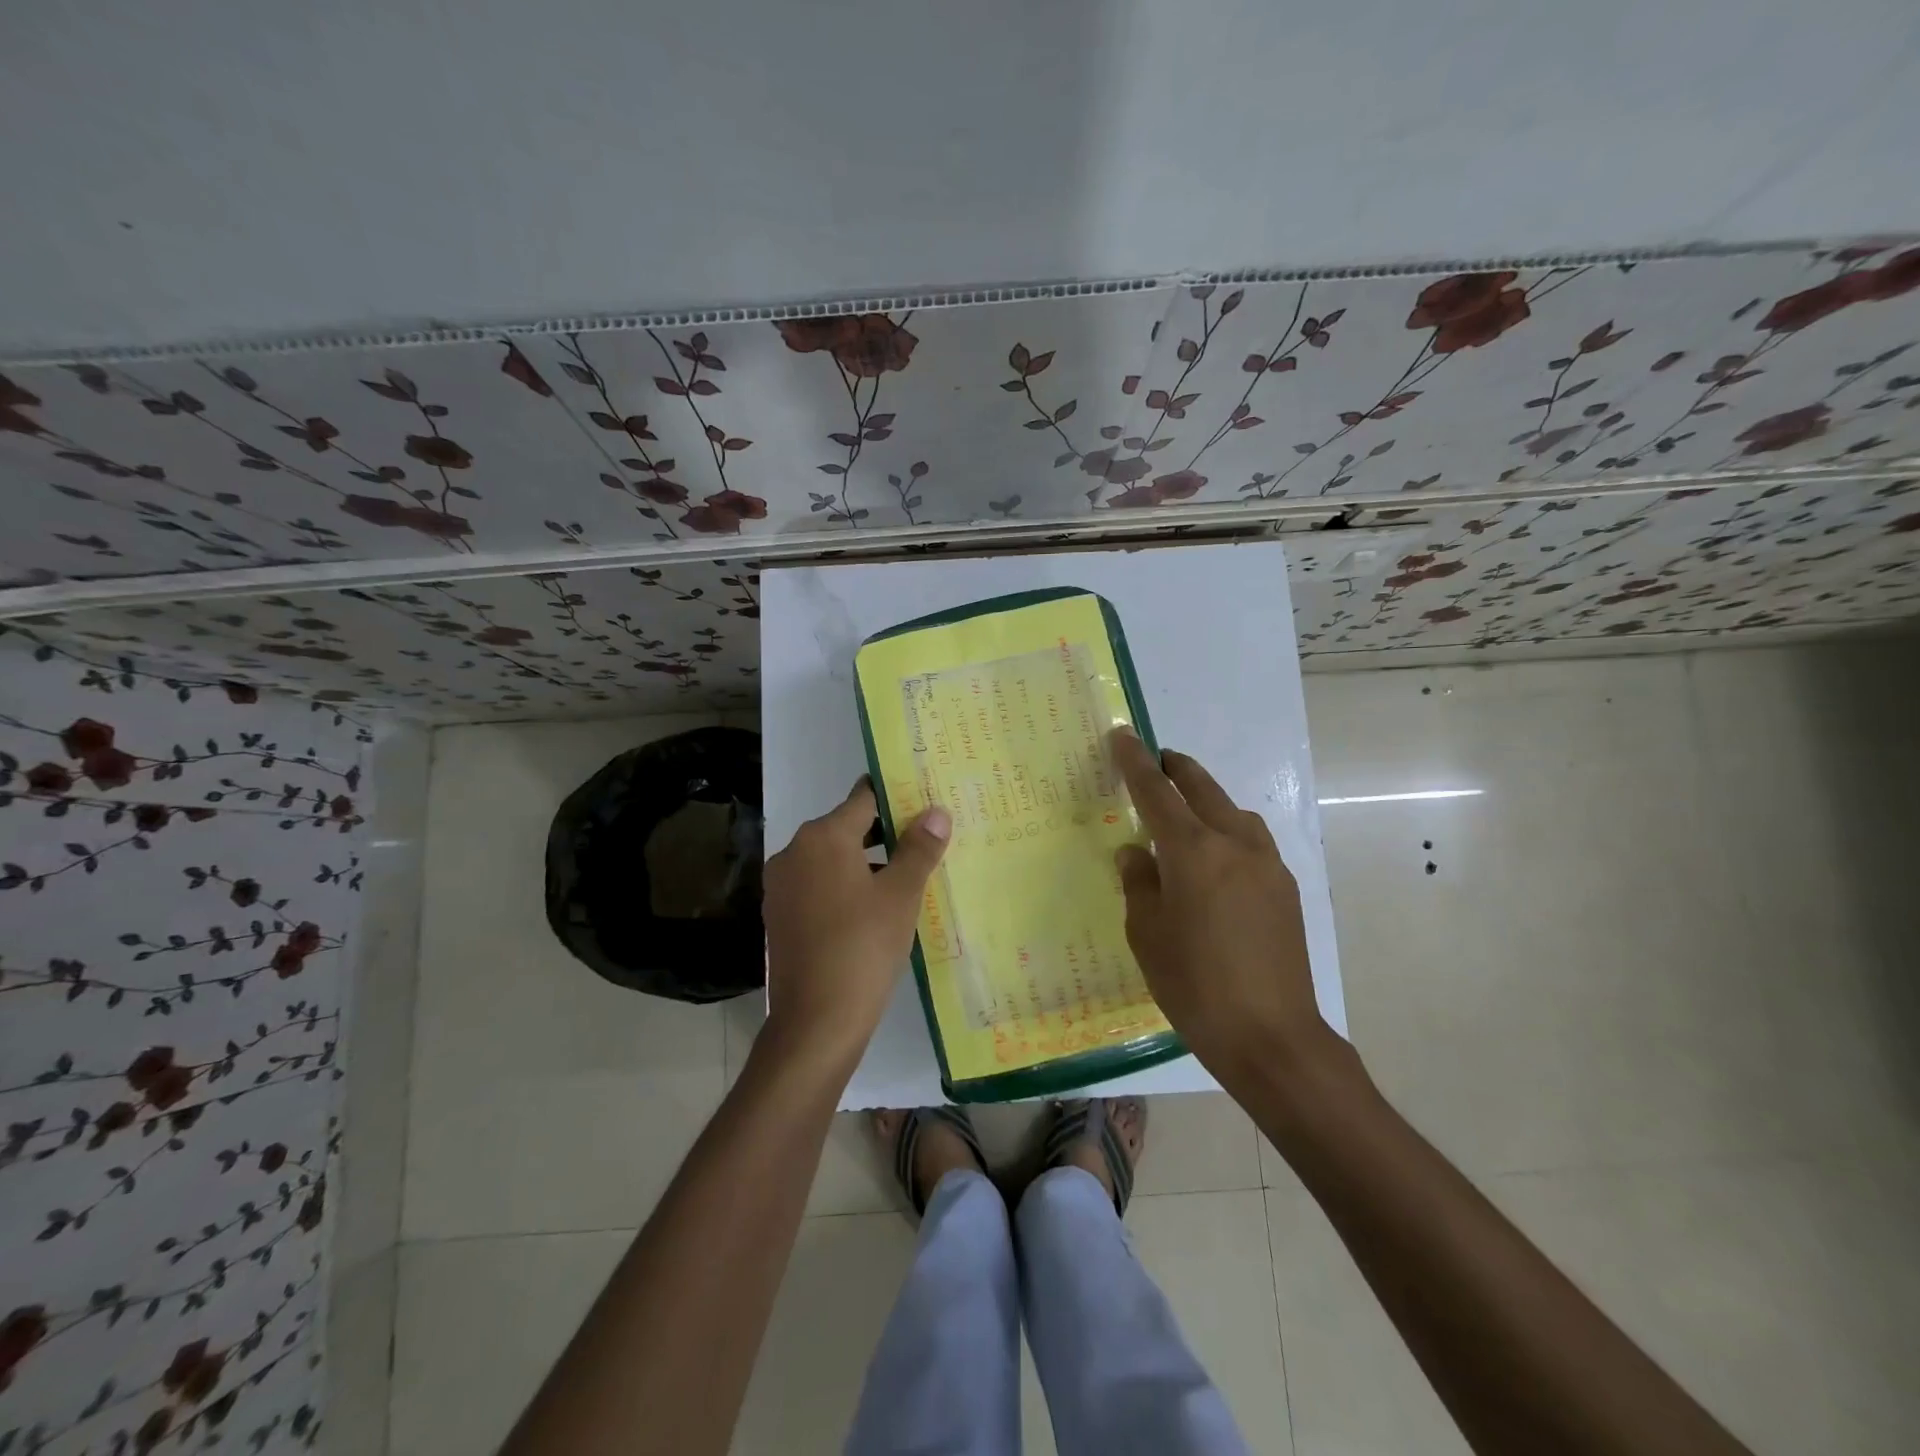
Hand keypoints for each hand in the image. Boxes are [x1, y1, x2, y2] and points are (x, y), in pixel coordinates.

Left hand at [762, 779, 950, 1066]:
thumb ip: (919, 848)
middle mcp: (794, 852)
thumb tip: (936, 811)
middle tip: (924, 840)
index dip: (895, 797)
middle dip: (885, 832)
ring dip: (866, 862)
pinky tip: (874, 908)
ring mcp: (782, 885)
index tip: (923, 801)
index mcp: (822, 837)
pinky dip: (845, 887)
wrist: (815, 1022)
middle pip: (846, 828)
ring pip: (832, 859)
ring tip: (906, 875)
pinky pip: (818, 886)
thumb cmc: (863, 948)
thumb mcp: (901, 895)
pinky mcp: (780, 915)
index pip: (864, 799)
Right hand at [1110, 729, 1331, 1083]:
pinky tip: (1217, 863)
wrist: (1272, 1037)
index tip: (1124, 734)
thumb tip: (1136, 853)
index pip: (1157, 792)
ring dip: (1207, 800)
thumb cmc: (1194, 985)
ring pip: (1233, 812)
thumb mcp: (1147, 934)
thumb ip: (1139, 883)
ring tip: (1185, 816)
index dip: (1136, 762)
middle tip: (1157, 761)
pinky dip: (1228, 832)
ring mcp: (1267, 864)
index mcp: (1193, 852)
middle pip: (1203, 789)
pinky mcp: (1286, 888)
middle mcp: (1234, 844)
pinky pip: (1251, 841)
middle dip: (1177, 769)